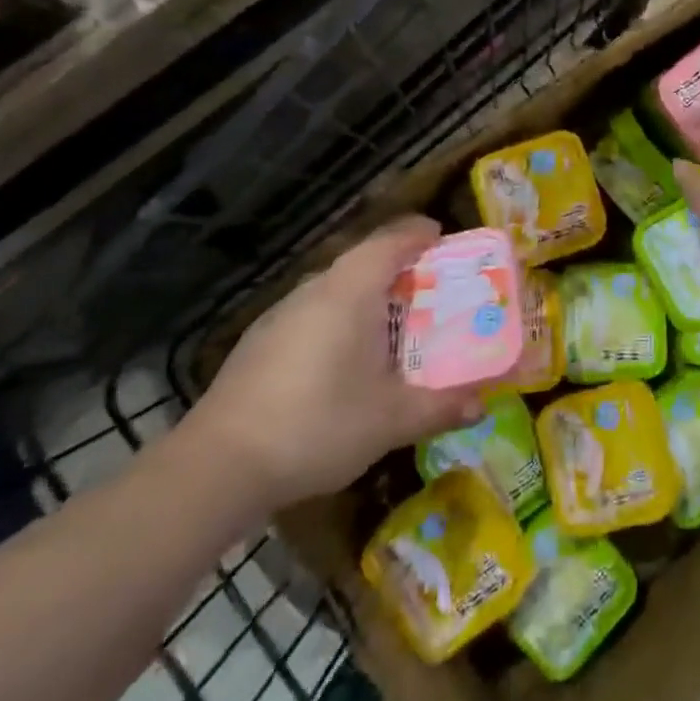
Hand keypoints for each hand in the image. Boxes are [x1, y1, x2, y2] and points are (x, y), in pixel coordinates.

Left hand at [181, 217, 484, 512]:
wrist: (217, 466)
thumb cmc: (317, 425)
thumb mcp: (391, 419)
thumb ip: (440, 406)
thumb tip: (482, 403)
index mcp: (351, 291)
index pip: (390, 240)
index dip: (419, 233)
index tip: (443, 237)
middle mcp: (315, 290)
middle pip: (363, 260)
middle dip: (399, 267)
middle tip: (430, 289)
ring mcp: (280, 315)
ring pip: (335, 288)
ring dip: (367, 295)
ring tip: (394, 326)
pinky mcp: (259, 343)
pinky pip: (313, 313)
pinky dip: (339, 319)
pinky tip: (344, 361)